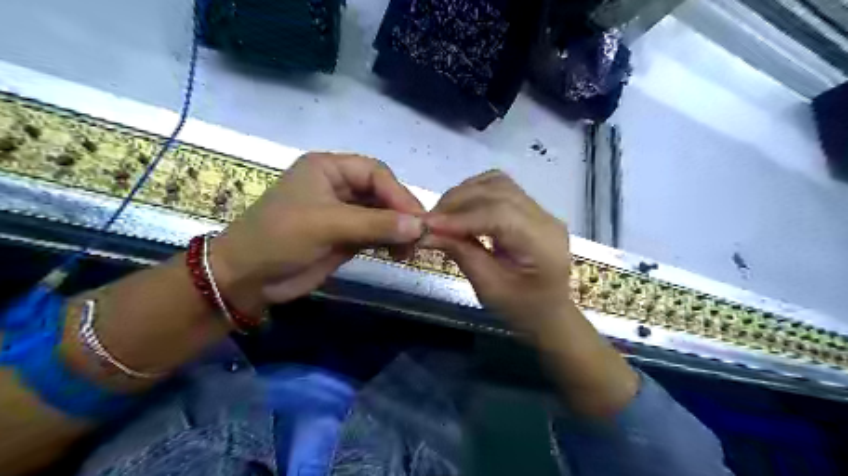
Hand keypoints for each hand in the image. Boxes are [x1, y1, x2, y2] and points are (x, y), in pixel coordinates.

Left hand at [209, 154, 428, 313]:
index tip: (417, 219)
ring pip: (382, 215)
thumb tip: (420, 226)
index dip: (398, 193)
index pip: (375, 173)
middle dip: (401, 213)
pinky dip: (390, 242)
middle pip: (382, 193)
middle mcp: (338, 186)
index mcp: (329, 169)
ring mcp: (343, 213)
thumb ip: (376, 224)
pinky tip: (399, 253)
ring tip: (411, 249)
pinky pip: (375, 234)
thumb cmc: (280, 238)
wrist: (247, 278)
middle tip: (420, 236)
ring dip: (398, 230)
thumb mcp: (328, 225)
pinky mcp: (345, 236)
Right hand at [423, 171, 573, 334]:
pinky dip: (474, 193)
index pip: (499, 215)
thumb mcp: (489, 288)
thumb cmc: (521, 309)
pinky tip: (459, 209)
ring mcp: (540, 210)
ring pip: (497, 183)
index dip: (460, 217)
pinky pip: (499, 188)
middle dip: (457, 202)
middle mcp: (545, 219)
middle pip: (497, 192)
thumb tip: (427, 232)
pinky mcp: (530, 209)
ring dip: (464, 193)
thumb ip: (461, 254)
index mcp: (542, 244)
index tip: (427, 225)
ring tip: (442, 214)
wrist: (549, 312)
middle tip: (429, 221)